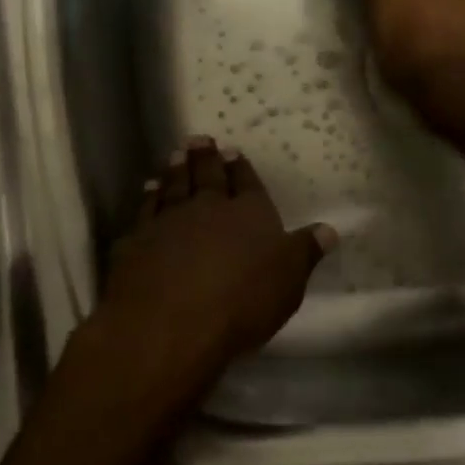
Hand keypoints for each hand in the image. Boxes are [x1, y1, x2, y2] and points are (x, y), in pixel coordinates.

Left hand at [95, 137, 335, 406]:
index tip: (233, 150)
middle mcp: (208, 208)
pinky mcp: (136, 242)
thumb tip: (329, 229)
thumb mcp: (289, 281)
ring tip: (174, 156)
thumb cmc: (241, 302)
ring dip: (175, 171)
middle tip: (198, 139)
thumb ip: (305, 251)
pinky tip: (147, 191)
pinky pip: (144, 211)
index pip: (247, 183)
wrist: (168, 325)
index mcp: (249, 212)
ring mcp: (168, 222)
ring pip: (173, 187)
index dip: (241, 167)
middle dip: (204, 157)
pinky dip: (147, 198)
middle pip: (206, 176)